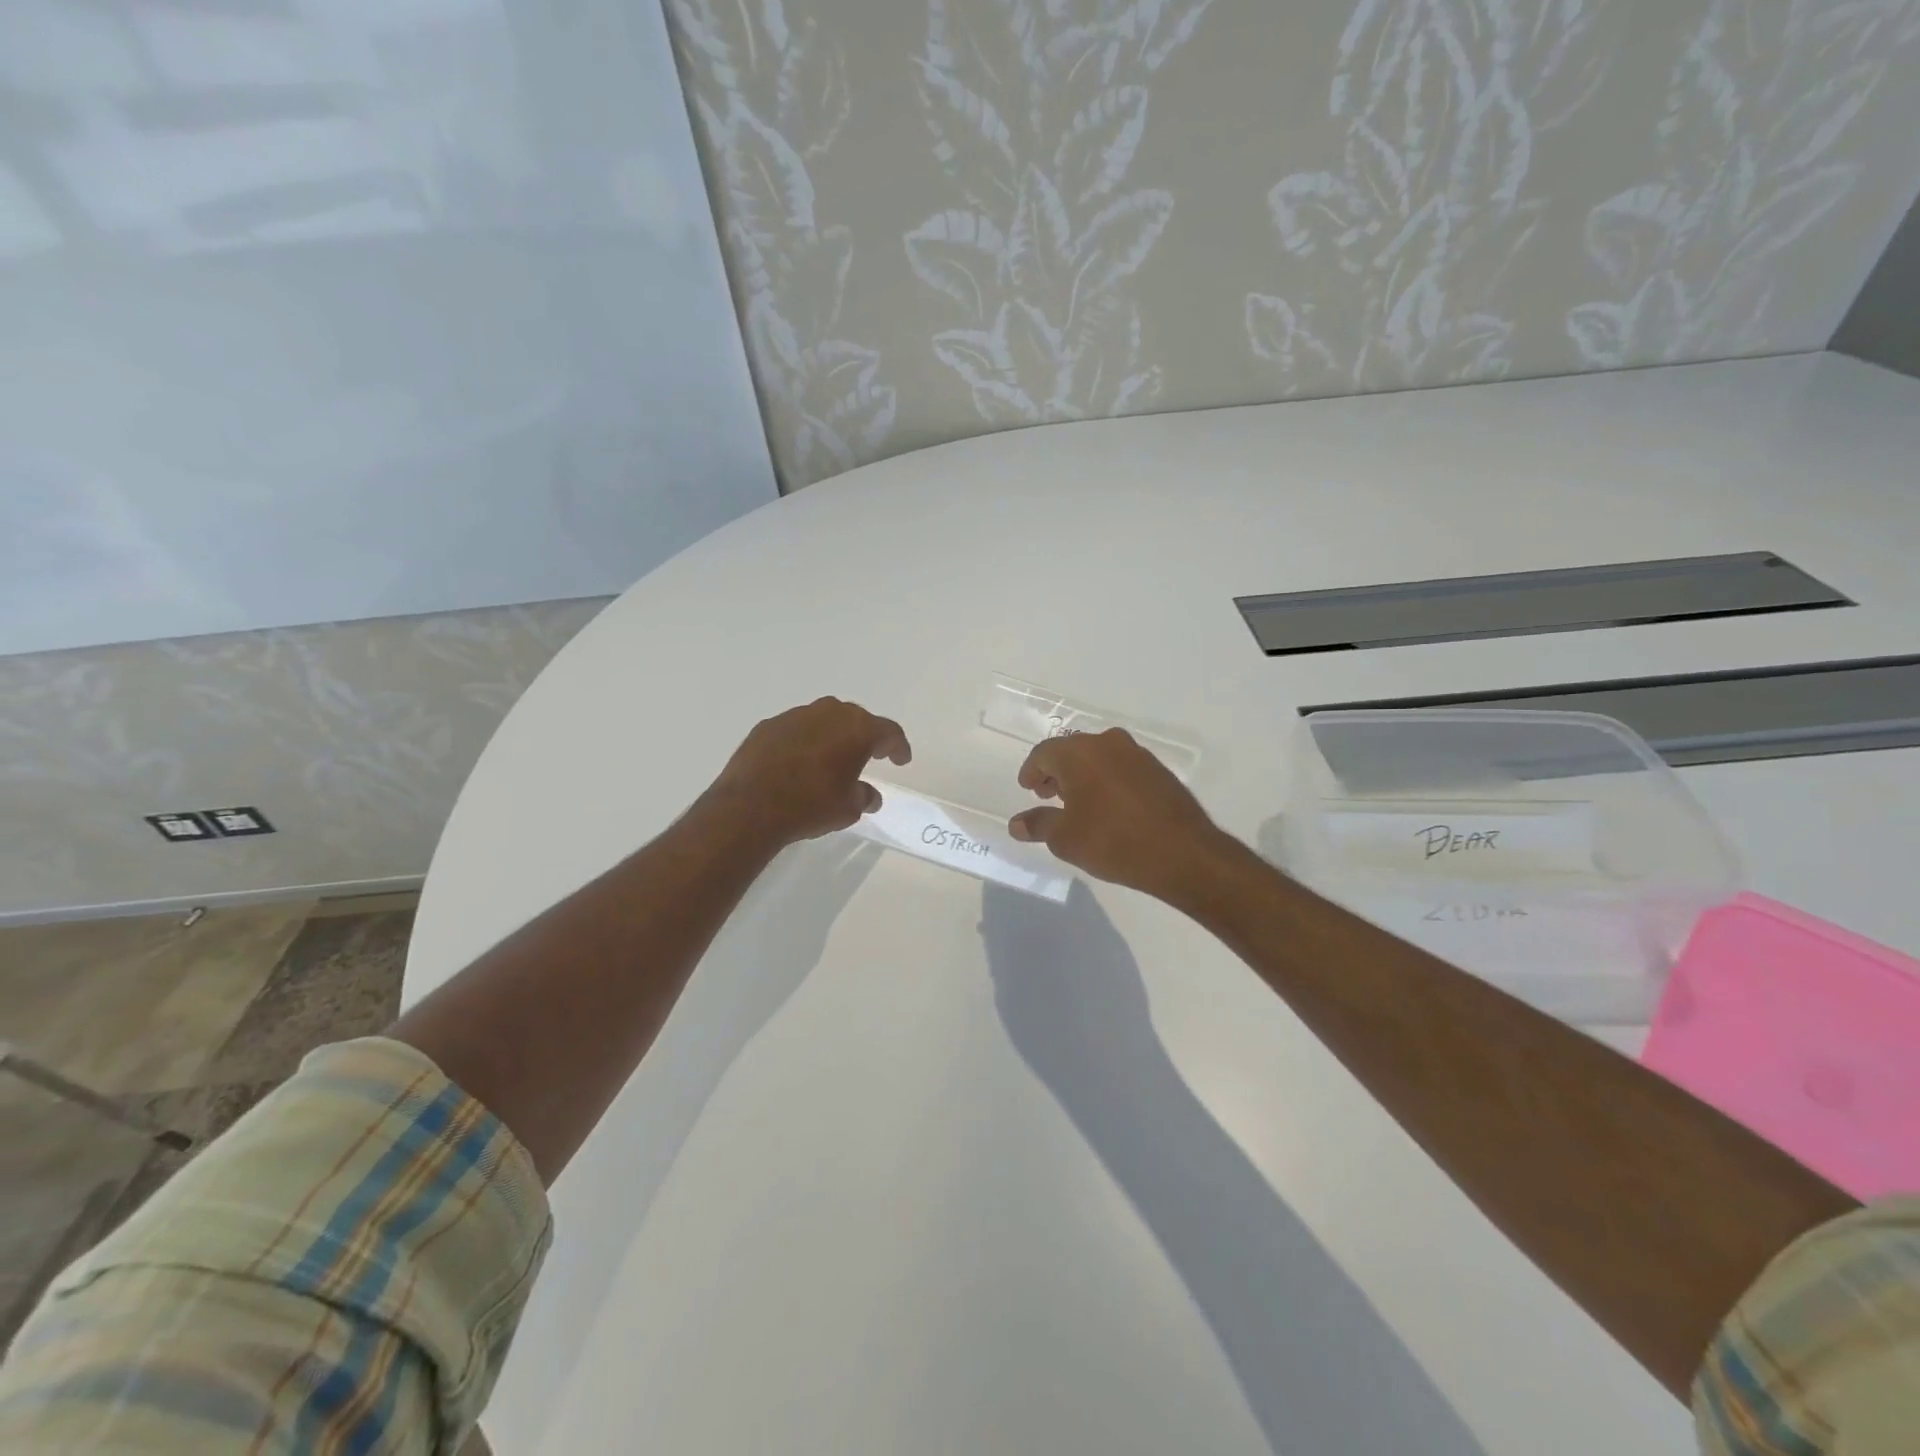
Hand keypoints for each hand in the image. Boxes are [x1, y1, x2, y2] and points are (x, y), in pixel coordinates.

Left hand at [708, 697, 910, 846]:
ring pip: (824, 720)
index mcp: (857, 729)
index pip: (889, 732)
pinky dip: (804, 742)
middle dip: (865, 736)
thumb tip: (869, 795)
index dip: (898, 747)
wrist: (750, 807)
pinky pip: (796, 730)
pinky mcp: (768, 726)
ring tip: (833, 758)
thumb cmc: (811, 805)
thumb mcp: (848, 809)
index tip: (901, 760)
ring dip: (833, 736)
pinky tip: (800, 762)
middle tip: (870, 754)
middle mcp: (829, 713)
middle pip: (856, 719)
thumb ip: (864, 796)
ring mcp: (795, 716)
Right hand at [1008, 729, 1231, 901]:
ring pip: (1099, 757)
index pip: (1044, 753)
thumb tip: (1017, 824)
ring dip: (1083, 775)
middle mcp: (1108, 743)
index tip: (1027, 789)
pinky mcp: (1159, 771)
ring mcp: (1137, 755)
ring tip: (1076, 803)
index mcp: (1079, 753)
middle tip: (1047, 795)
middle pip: (1072, 750)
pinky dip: (1107, 780)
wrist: (1183, 853)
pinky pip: (1121, 767)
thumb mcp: (1066, 839)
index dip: (1031, 771)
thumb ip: (1038, 825)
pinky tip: (1107, 807)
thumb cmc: (1113, 841)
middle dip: (1056, 771)